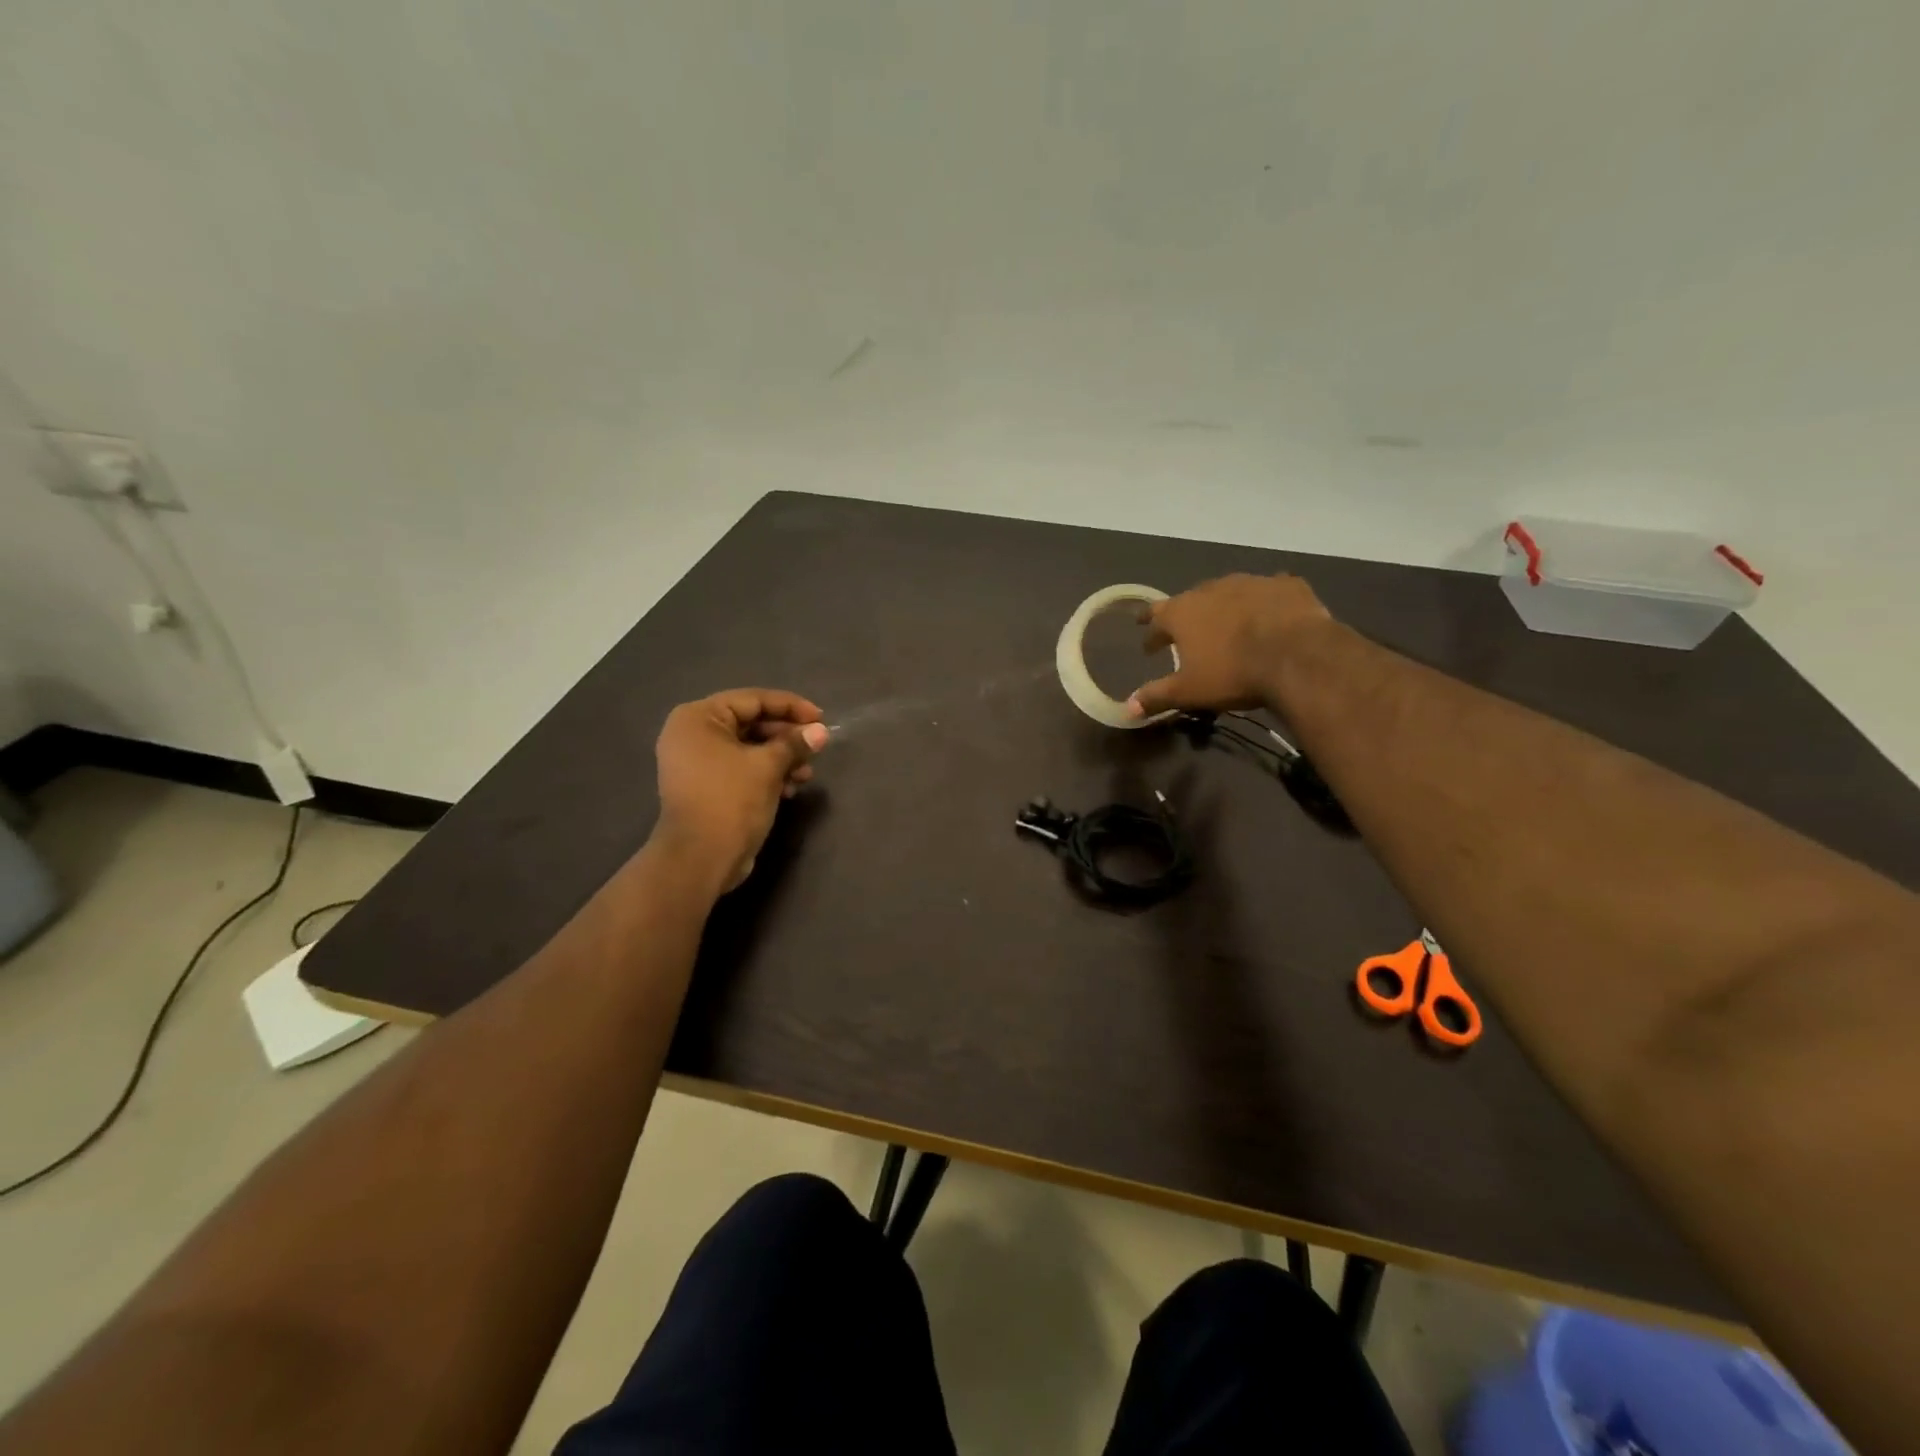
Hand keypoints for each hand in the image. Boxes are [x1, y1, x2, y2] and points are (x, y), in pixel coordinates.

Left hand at [651, 689, 829, 891]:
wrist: (700, 858)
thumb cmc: (731, 800)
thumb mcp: (768, 766)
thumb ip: (795, 744)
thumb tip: (820, 732)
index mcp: (698, 718)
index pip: (752, 700)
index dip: (790, 707)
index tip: (820, 718)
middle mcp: (692, 734)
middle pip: (750, 723)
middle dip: (787, 737)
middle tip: (817, 746)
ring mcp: (696, 763)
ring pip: (748, 748)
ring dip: (781, 758)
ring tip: (807, 773)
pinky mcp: (706, 787)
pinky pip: (741, 769)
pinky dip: (766, 774)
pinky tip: (791, 788)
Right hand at [1127, 574, 1334, 717]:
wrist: (1297, 656)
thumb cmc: (1232, 673)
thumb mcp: (1188, 691)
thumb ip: (1156, 696)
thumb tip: (1126, 708)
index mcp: (1182, 612)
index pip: (1154, 616)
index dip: (1150, 632)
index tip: (1149, 645)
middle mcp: (1211, 589)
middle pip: (1191, 600)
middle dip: (1187, 616)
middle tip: (1189, 633)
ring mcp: (1250, 582)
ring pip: (1229, 592)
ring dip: (1225, 606)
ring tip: (1230, 624)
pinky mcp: (1285, 585)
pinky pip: (1269, 591)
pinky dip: (1265, 602)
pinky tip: (1272, 614)